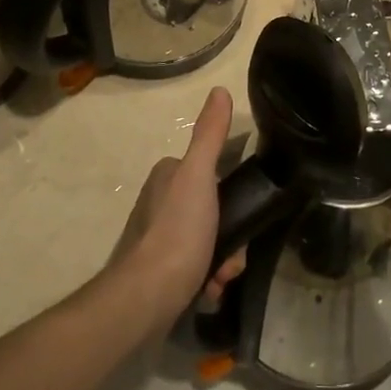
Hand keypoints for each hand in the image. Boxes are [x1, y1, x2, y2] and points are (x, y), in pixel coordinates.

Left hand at [114, 89, 245, 333]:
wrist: (145, 299)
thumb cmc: (177, 232)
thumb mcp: (199, 176)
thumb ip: (210, 135)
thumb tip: (220, 90)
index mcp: (168, 175)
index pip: (213, 173)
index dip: (234, 194)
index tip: (245, 213)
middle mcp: (160, 201)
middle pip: (214, 211)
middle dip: (231, 236)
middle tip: (233, 258)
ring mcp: (158, 238)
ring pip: (209, 241)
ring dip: (222, 261)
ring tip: (221, 280)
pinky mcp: (159, 271)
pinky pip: (195, 268)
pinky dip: (207, 279)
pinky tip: (209, 291)